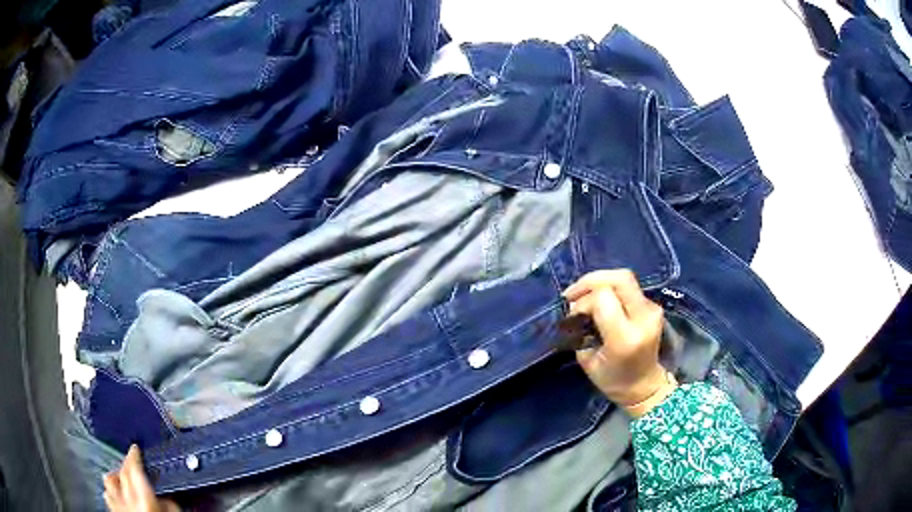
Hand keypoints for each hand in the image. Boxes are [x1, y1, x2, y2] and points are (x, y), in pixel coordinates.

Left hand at [104, 445, 179, 511]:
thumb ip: (168, 502)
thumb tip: (164, 496)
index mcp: (142, 496)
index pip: (133, 467)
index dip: (134, 455)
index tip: (135, 448)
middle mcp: (126, 498)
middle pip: (122, 472)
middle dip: (126, 463)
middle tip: (131, 460)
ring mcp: (118, 506)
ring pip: (109, 482)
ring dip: (115, 476)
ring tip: (120, 476)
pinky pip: (107, 497)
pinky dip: (110, 492)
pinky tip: (115, 495)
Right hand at [563, 269, 675, 416]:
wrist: (644, 386)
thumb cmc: (612, 380)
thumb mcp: (587, 360)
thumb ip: (581, 329)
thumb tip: (575, 305)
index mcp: (626, 337)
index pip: (603, 298)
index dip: (583, 301)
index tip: (573, 316)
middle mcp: (643, 318)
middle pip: (620, 279)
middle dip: (592, 281)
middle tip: (573, 293)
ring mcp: (652, 310)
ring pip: (624, 278)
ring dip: (600, 283)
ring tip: (583, 295)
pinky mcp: (653, 307)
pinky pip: (628, 288)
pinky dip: (609, 289)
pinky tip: (598, 300)